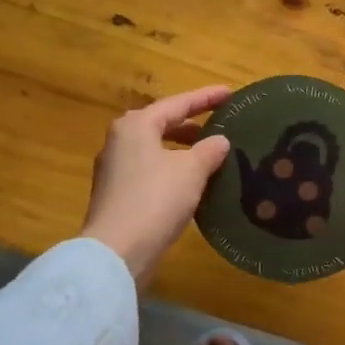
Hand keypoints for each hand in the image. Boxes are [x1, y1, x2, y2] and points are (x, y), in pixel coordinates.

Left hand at [80, 85, 230, 285]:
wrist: (117, 251)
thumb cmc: (155, 199)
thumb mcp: (191, 170)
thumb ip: (209, 150)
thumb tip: (220, 141)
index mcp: (136, 125)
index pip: (177, 104)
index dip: (206, 98)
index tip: (230, 93)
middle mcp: (120, 141)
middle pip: (162, 124)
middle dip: (191, 124)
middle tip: (220, 125)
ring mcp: (114, 169)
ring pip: (155, 149)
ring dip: (182, 150)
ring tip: (210, 155)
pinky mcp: (116, 195)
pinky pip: (150, 171)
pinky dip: (172, 170)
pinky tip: (191, 183)